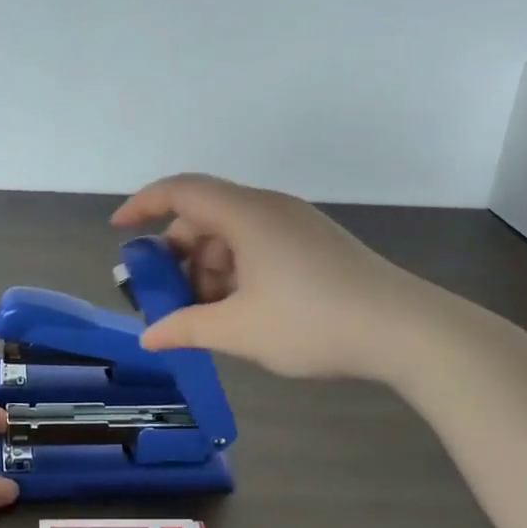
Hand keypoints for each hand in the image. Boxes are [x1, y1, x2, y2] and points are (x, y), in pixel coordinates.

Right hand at [112, 174, 416, 380]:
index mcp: (247, 214)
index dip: (143, 205)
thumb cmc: (314, 323)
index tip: (119, 230)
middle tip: (165, 297)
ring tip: (205, 315)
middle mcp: (269, 208)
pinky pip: (258, 246)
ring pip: (232, 234)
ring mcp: (295, 224)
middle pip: (205, 216)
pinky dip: (236, 271)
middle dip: (178, 255)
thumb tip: (149, 337)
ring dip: (208, 269)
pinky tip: (239, 311)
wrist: (407, 331)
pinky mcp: (314, 244)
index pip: (181, 190)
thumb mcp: (240, 331)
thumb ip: (187, 328)